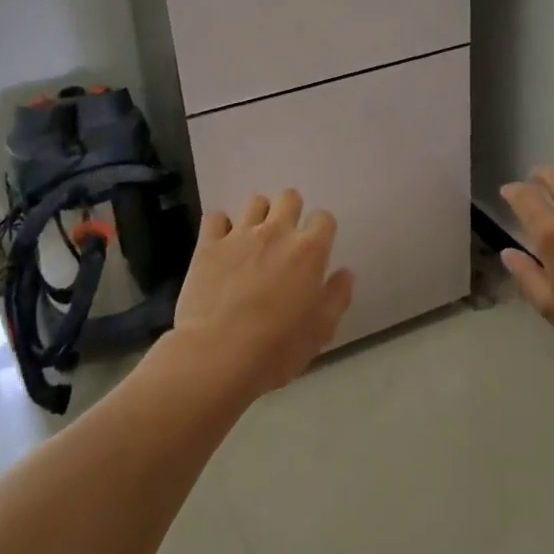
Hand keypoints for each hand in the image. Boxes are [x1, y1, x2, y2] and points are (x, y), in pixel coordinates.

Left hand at [172, 190, 353, 397]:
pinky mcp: (209, 244)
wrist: (217, 356)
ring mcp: (240, 235)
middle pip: (289, 197)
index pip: (324, 218)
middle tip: (285, 241)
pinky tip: (222, 245)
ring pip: (255, 201)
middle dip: (291, 212)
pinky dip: (221, 226)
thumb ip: (337, 296)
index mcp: (309, 251)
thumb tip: (345, 273)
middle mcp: (276, 232)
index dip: (322, 231)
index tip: (316, 251)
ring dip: (259, 216)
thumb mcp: (320, 331)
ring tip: (254, 242)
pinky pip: (216, 217)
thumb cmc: (276, 349)